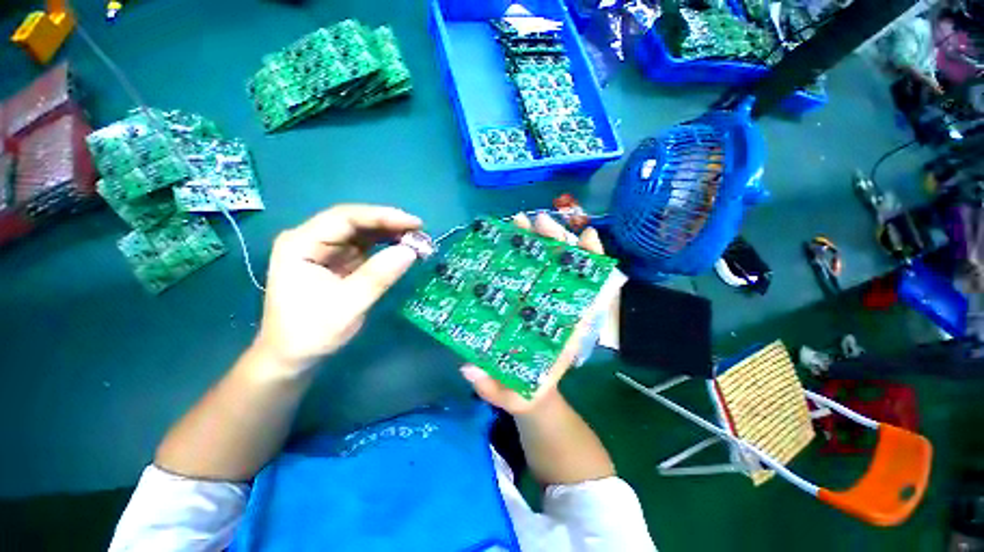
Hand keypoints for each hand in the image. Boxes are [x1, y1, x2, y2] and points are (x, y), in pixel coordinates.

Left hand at [253, 204, 421, 373]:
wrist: (293, 358)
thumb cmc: (312, 333)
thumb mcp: (348, 305)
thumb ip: (379, 275)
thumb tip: (411, 251)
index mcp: (301, 243)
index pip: (345, 218)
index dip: (382, 216)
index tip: (414, 223)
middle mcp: (311, 240)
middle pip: (354, 222)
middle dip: (388, 224)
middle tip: (420, 232)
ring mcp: (324, 250)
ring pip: (361, 233)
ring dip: (389, 234)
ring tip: (416, 239)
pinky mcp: (336, 262)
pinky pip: (364, 247)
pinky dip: (385, 247)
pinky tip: (402, 248)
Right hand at [460, 212, 606, 415]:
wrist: (527, 392)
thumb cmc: (525, 393)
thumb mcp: (513, 397)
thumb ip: (494, 389)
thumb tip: (469, 368)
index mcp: (565, 332)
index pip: (587, 292)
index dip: (590, 265)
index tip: (584, 236)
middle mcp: (558, 313)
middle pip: (566, 272)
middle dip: (557, 244)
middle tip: (538, 222)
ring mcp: (542, 305)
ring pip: (548, 268)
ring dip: (539, 242)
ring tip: (523, 221)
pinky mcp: (528, 303)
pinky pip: (532, 274)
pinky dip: (527, 254)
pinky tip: (515, 237)